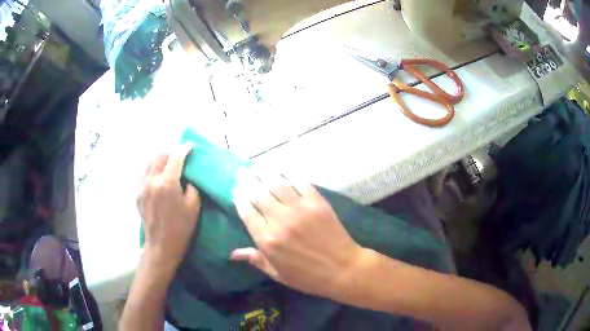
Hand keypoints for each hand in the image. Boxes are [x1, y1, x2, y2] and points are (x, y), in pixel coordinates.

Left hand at [137, 144, 200, 269]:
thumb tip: (187, 177)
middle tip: (179, 155)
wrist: (161, 245)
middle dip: (171, 151)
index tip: (190, 146)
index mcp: (167, 183)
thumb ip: (191, 186)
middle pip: (159, 155)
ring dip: (160, 159)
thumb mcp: (194, 207)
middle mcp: (152, 180)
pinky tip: (159, 177)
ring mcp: (142, 186)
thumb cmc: (181, 228)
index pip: (175, 157)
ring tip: (169, 164)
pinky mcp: (137, 193)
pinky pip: (145, 174)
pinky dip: (153, 170)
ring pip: (150, 163)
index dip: (183, 149)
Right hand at [231, 172, 364, 299]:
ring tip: (257, 166)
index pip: (247, 213)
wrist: (342, 269)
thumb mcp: (278, 274)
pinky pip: (301, 184)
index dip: (239, 199)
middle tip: (243, 171)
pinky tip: (284, 171)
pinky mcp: (317, 203)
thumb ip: (256, 260)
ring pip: (277, 185)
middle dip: (248, 181)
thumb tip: (233, 254)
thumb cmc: (308, 276)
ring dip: (265, 173)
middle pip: (259, 195)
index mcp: (267, 240)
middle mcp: (280, 221)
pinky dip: (291, 176)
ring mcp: (300, 209)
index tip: (235, 189)